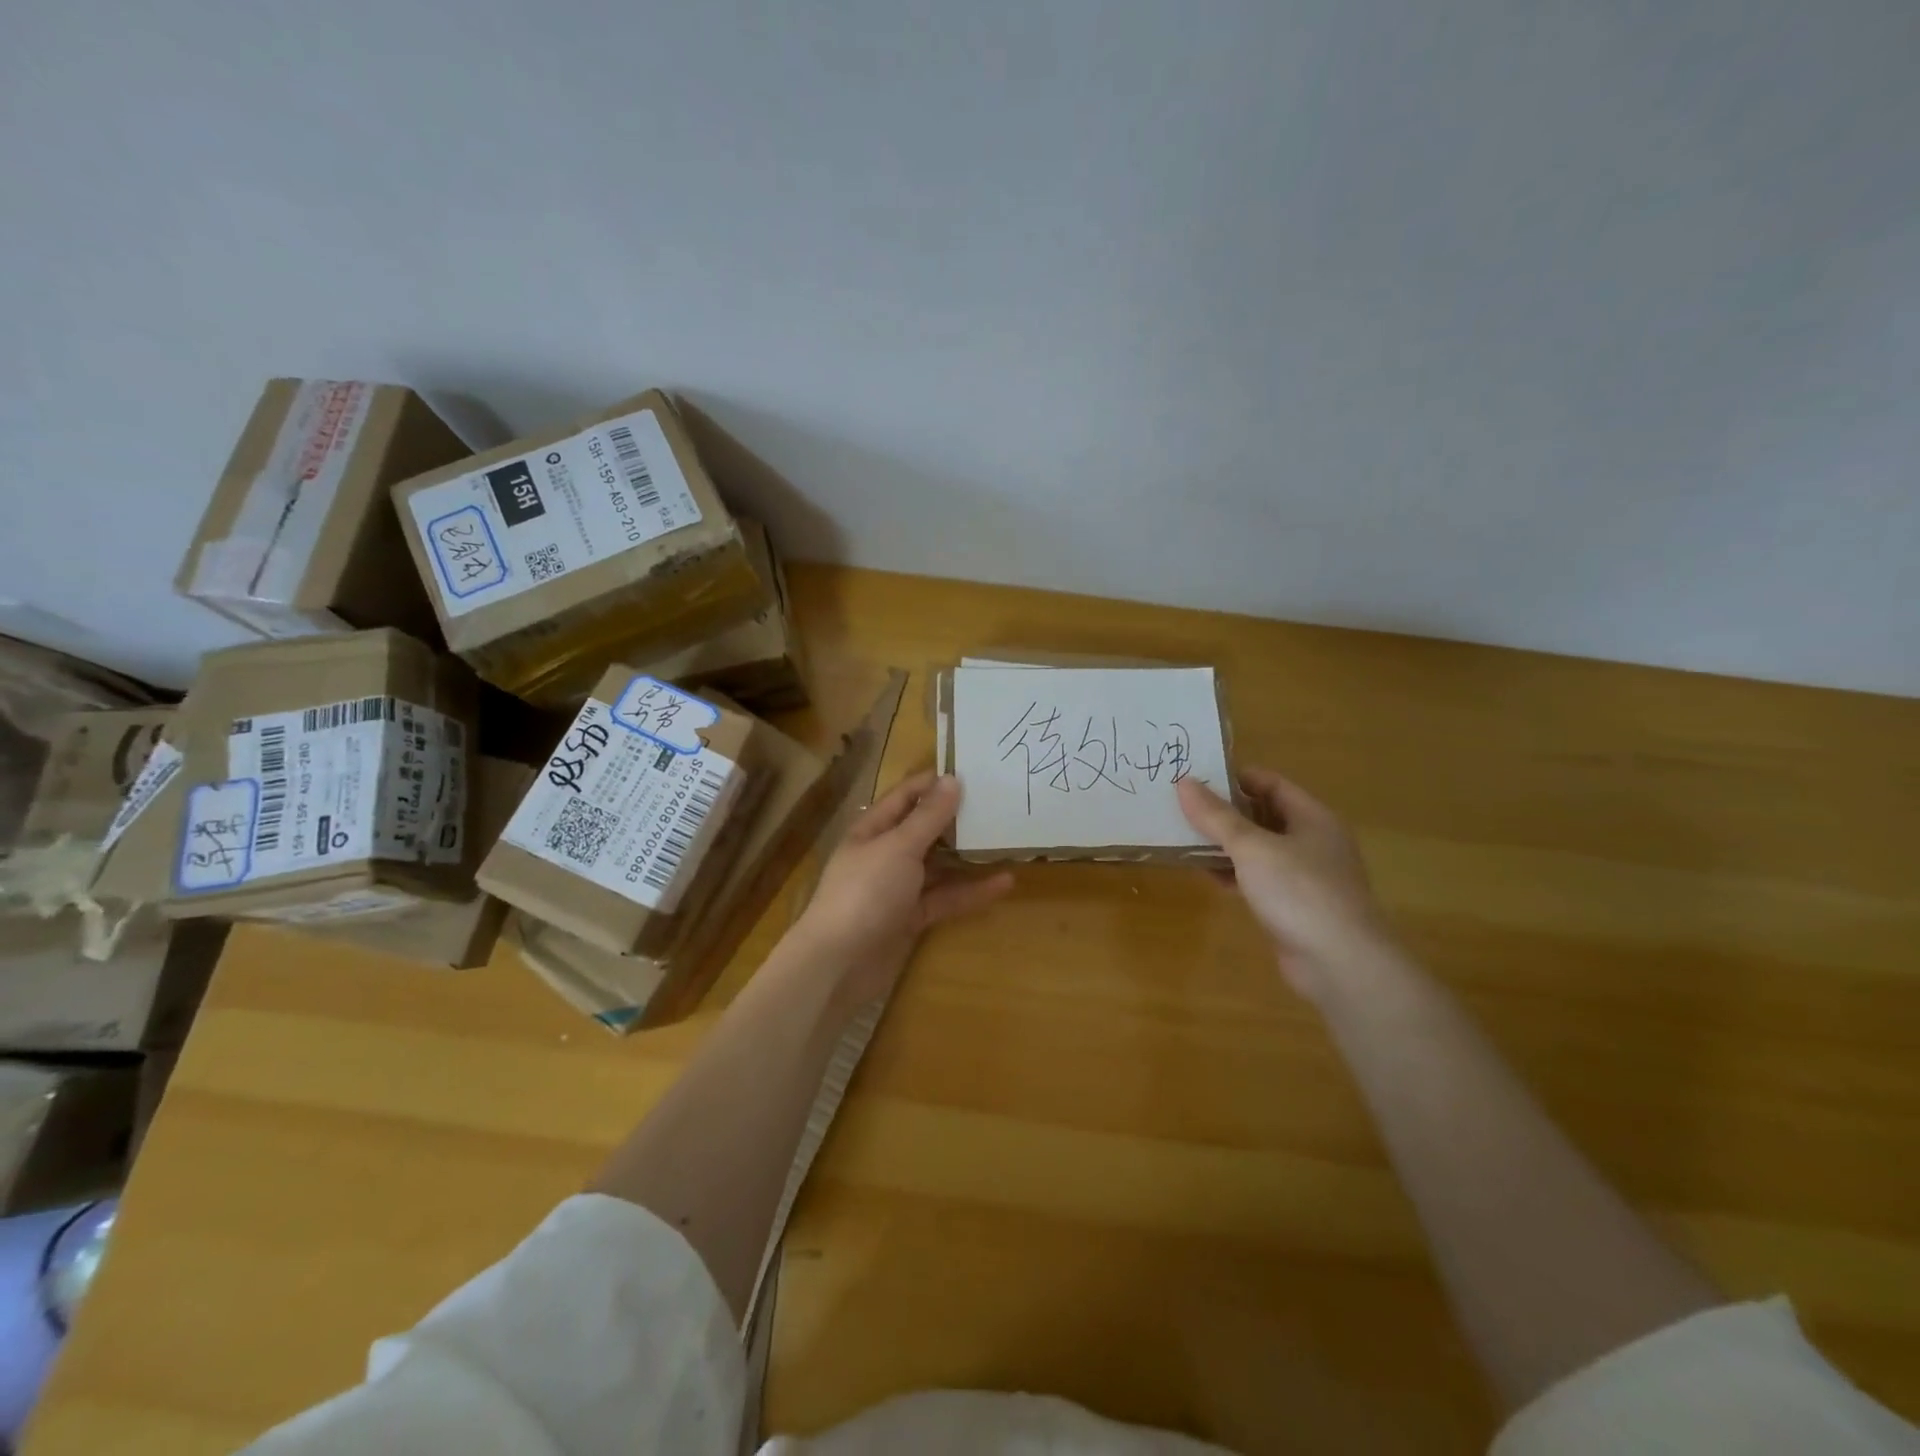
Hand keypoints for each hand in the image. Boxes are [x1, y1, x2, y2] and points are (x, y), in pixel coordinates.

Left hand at [790, 771, 1013, 1002]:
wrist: (839, 963)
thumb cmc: (865, 892)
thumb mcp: (899, 847)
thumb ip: (928, 816)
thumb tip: (953, 780)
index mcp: (873, 829)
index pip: (906, 795)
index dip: (935, 783)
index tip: (974, 772)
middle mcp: (885, 854)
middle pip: (924, 830)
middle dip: (957, 819)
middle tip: (999, 805)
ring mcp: (898, 888)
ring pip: (938, 865)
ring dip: (968, 856)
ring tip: (1006, 841)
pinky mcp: (911, 918)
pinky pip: (945, 898)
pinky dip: (970, 891)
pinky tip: (1004, 883)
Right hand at [1177, 768, 1395, 1000]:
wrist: (1340, 963)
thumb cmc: (1299, 892)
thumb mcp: (1251, 847)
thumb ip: (1216, 816)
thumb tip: (1183, 782)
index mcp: (1311, 817)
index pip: (1269, 783)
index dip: (1233, 778)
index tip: (1194, 778)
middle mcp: (1312, 841)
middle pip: (1262, 814)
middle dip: (1223, 811)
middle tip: (1181, 807)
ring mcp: (1304, 876)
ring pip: (1258, 848)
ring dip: (1224, 844)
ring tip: (1183, 837)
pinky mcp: (1293, 905)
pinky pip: (1257, 878)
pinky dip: (1233, 873)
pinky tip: (1205, 874)